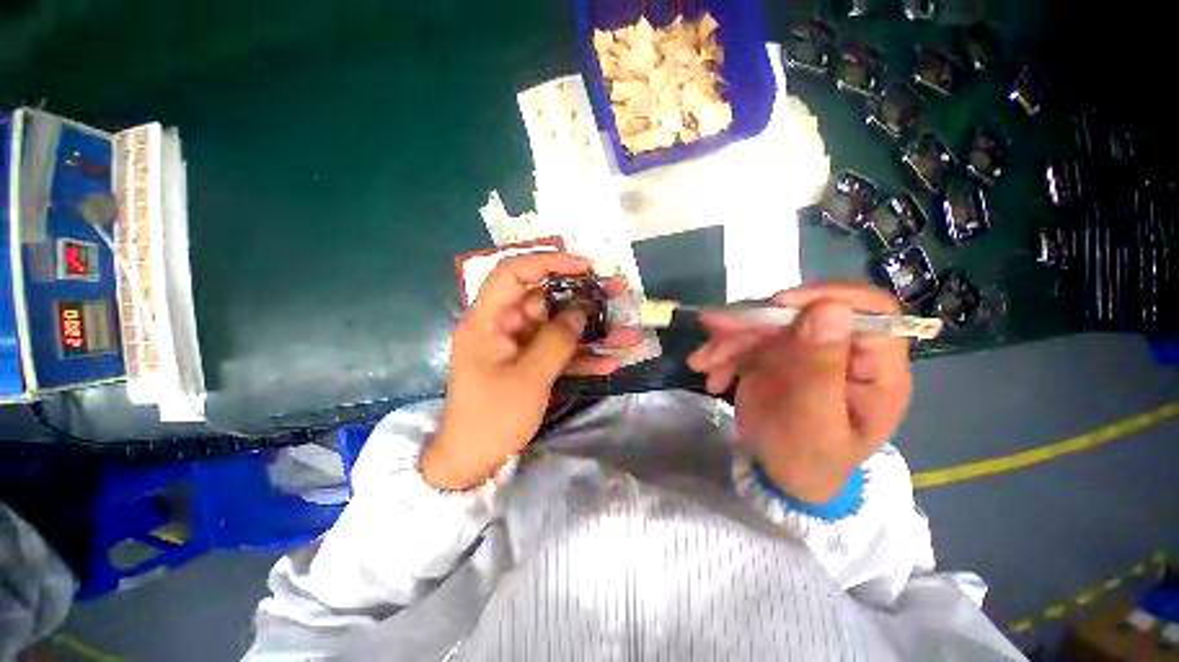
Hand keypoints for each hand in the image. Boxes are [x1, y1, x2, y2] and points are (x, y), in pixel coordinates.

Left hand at [423, 252, 638, 489]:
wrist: (475, 461)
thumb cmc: (492, 417)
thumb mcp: (528, 378)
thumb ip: (556, 341)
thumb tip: (580, 312)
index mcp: (489, 320)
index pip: (514, 273)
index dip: (549, 262)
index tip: (585, 266)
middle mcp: (505, 326)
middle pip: (546, 298)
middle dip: (584, 296)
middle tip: (617, 292)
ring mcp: (520, 345)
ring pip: (560, 326)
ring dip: (593, 329)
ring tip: (628, 330)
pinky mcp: (532, 363)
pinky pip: (561, 352)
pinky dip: (584, 356)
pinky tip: (613, 361)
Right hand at [687, 283, 911, 502]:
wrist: (781, 474)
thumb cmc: (807, 460)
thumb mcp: (814, 424)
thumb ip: (821, 371)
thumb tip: (830, 309)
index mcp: (874, 368)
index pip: (870, 310)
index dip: (828, 296)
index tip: (780, 304)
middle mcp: (841, 348)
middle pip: (803, 311)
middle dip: (755, 321)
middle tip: (716, 330)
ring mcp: (805, 348)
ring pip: (767, 322)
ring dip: (729, 337)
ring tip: (702, 363)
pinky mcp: (776, 353)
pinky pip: (746, 338)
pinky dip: (723, 352)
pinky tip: (711, 375)